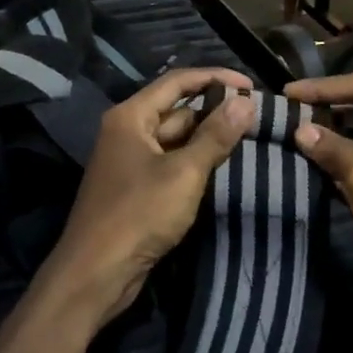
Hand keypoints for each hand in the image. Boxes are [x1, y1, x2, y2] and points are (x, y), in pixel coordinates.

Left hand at [42, 68, 254, 326]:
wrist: (96, 274)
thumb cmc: (138, 215)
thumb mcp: (184, 173)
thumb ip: (215, 136)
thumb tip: (246, 101)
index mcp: (131, 116)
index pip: (177, 82)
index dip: (214, 78)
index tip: (250, 85)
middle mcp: (128, 131)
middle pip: (177, 109)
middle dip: (215, 110)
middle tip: (256, 115)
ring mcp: (131, 160)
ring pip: (176, 138)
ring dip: (208, 136)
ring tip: (249, 136)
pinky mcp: (137, 187)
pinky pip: (171, 162)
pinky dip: (196, 160)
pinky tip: (223, 165)